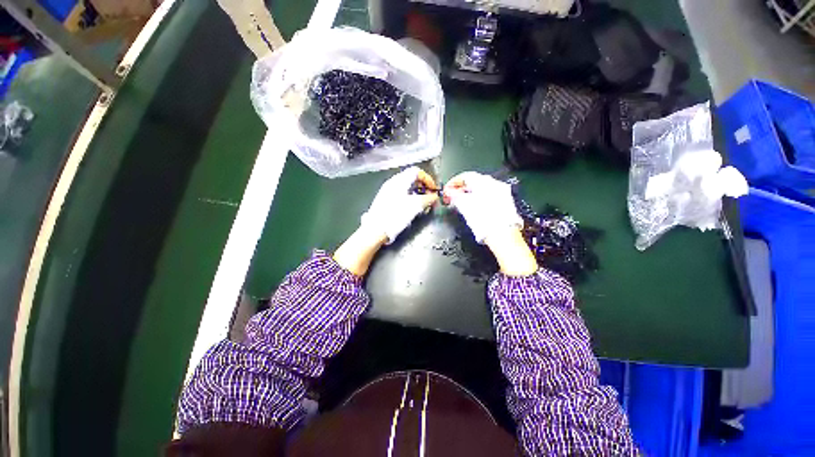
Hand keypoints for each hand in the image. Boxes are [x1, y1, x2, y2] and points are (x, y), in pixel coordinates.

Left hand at [361, 166, 439, 242]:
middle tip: (430, 197)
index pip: (417, 172)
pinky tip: (412, 208)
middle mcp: (392, 183)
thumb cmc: (396, 215)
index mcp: (399, 180)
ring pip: (406, 187)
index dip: (428, 179)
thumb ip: (428, 199)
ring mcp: (387, 191)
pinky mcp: (385, 199)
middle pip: (412, 178)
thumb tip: (434, 196)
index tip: (434, 190)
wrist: (376, 229)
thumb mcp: (415, 206)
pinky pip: (400, 194)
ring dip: (417, 193)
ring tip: (422, 204)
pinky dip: (409, 197)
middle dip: (423, 187)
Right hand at [444, 172, 536, 276]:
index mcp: (484, 182)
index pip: (465, 176)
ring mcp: (502, 192)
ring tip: (460, 203)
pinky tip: (473, 207)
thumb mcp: (464, 206)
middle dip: (461, 189)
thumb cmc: (482, 219)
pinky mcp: (506, 202)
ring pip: (482, 189)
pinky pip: (489, 195)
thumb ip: (454, 196)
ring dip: (469, 194)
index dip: (453, 183)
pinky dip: (478, 198)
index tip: (446, 191)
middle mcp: (495, 183)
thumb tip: (449, 192)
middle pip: (474, 181)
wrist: (503, 235)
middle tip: (452, 197)